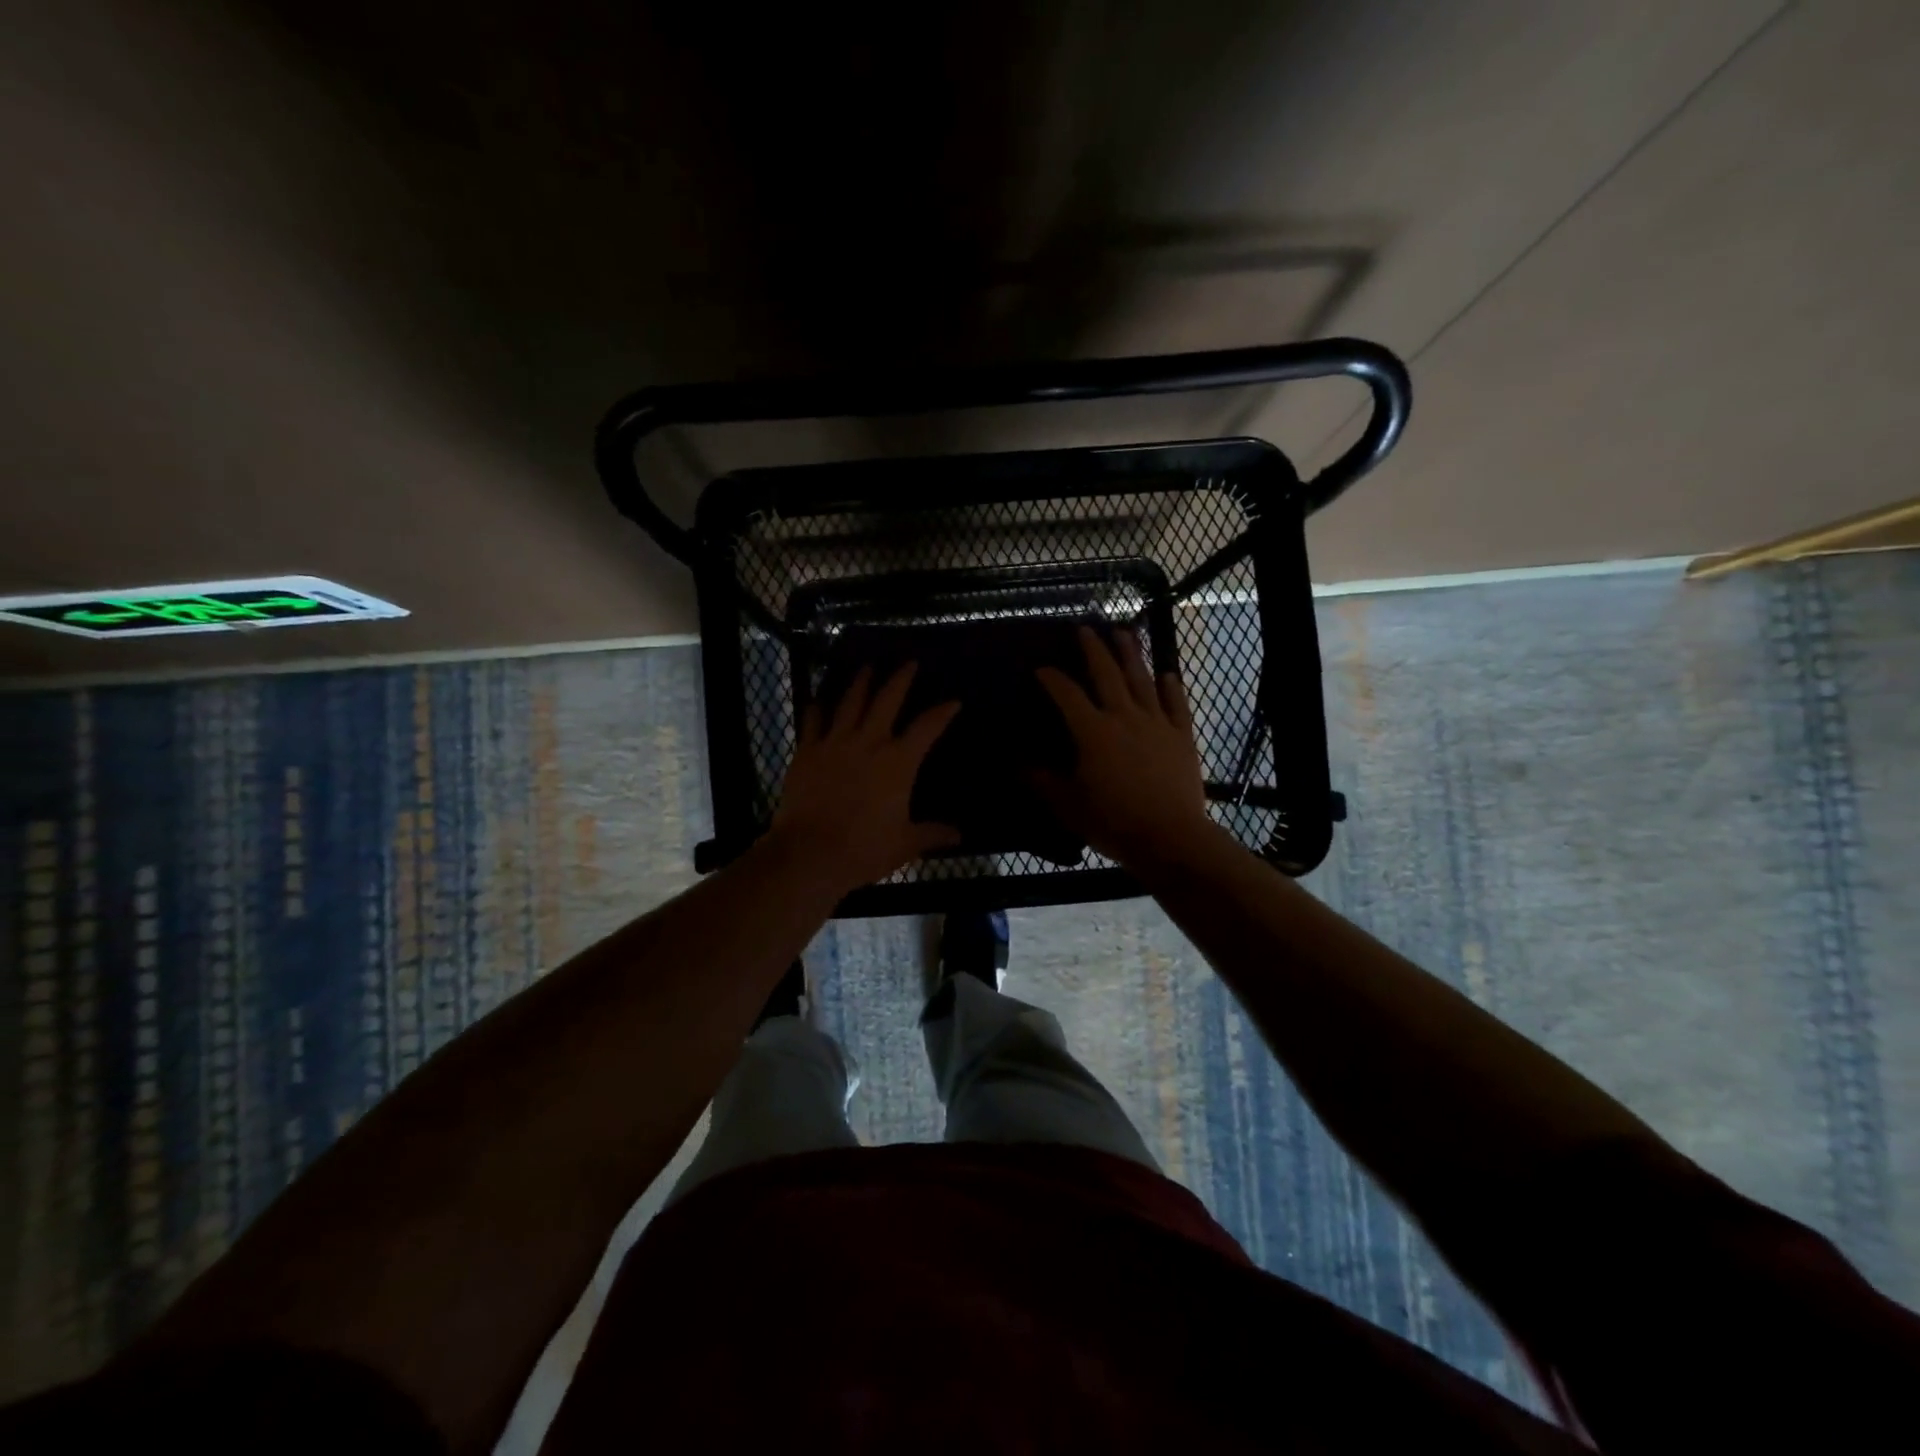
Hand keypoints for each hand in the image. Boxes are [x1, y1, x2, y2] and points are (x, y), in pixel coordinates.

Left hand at [772, 662, 961, 891]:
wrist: (809, 853)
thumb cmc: (864, 849)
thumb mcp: (905, 844)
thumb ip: (932, 833)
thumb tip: (959, 836)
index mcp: (898, 762)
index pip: (927, 727)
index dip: (942, 712)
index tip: (953, 701)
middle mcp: (869, 742)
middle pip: (887, 699)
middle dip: (900, 678)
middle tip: (908, 662)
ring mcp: (835, 742)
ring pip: (850, 701)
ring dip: (861, 681)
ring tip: (867, 667)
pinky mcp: (807, 751)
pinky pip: (813, 721)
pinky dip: (818, 708)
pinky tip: (819, 699)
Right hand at [1034, 627, 1213, 867]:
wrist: (1170, 837)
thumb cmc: (1113, 821)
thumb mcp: (1067, 804)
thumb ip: (1041, 780)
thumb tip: (1017, 762)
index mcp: (1092, 731)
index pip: (1067, 694)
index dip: (1052, 678)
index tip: (1040, 668)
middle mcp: (1124, 717)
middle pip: (1107, 674)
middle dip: (1094, 649)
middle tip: (1086, 628)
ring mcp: (1157, 723)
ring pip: (1142, 680)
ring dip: (1132, 654)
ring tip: (1125, 632)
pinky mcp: (1182, 736)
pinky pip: (1177, 705)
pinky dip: (1172, 688)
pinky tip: (1168, 675)